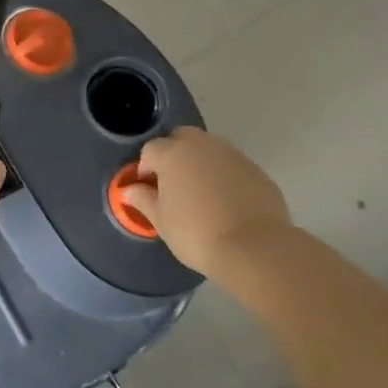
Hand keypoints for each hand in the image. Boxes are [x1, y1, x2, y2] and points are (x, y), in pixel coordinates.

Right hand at [122, 127, 294, 279]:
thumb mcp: (160, 220)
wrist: (255, 249)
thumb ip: (143, 199)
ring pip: (209, 149)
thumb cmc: (196, 233)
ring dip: (200, 163)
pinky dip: (225, 176)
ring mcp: (233, 155)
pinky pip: (232, 165)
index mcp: (172, 153)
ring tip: (201, 194)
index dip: (145, 169)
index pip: (150, 150)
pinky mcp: (256, 170)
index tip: (149, 191)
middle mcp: (202, 145)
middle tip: (174, 185)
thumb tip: (130, 190)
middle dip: (173, 154)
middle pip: (181, 138)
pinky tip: (226, 202)